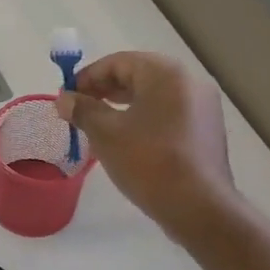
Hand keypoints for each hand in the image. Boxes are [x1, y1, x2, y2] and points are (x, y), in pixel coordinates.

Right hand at [58, 51, 234, 233]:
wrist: (198, 207)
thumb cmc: (149, 162)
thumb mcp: (106, 134)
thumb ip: (82, 110)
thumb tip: (64, 99)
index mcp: (166, 73)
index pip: (118, 62)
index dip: (87, 77)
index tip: (67, 97)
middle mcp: (189, 81)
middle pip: (138, 75)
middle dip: (104, 90)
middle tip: (79, 110)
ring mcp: (202, 106)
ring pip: (153, 96)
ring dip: (122, 105)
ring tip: (97, 125)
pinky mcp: (205, 130)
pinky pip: (167, 113)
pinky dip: (143, 118)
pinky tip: (126, 140)